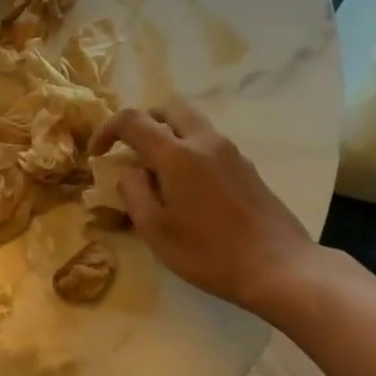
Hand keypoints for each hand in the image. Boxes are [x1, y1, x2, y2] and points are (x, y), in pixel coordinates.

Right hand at [93, 101, 314, 314]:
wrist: (277, 266)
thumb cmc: (208, 253)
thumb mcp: (156, 230)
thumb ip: (134, 193)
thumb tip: (129, 171)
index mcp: (177, 155)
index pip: (133, 121)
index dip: (107, 130)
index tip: (97, 154)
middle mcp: (205, 142)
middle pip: (169, 109)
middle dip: (144, 122)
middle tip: (131, 150)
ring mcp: (231, 153)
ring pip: (193, 124)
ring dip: (169, 136)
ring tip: (157, 173)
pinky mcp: (247, 168)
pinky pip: (210, 144)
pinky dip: (190, 151)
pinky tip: (188, 189)